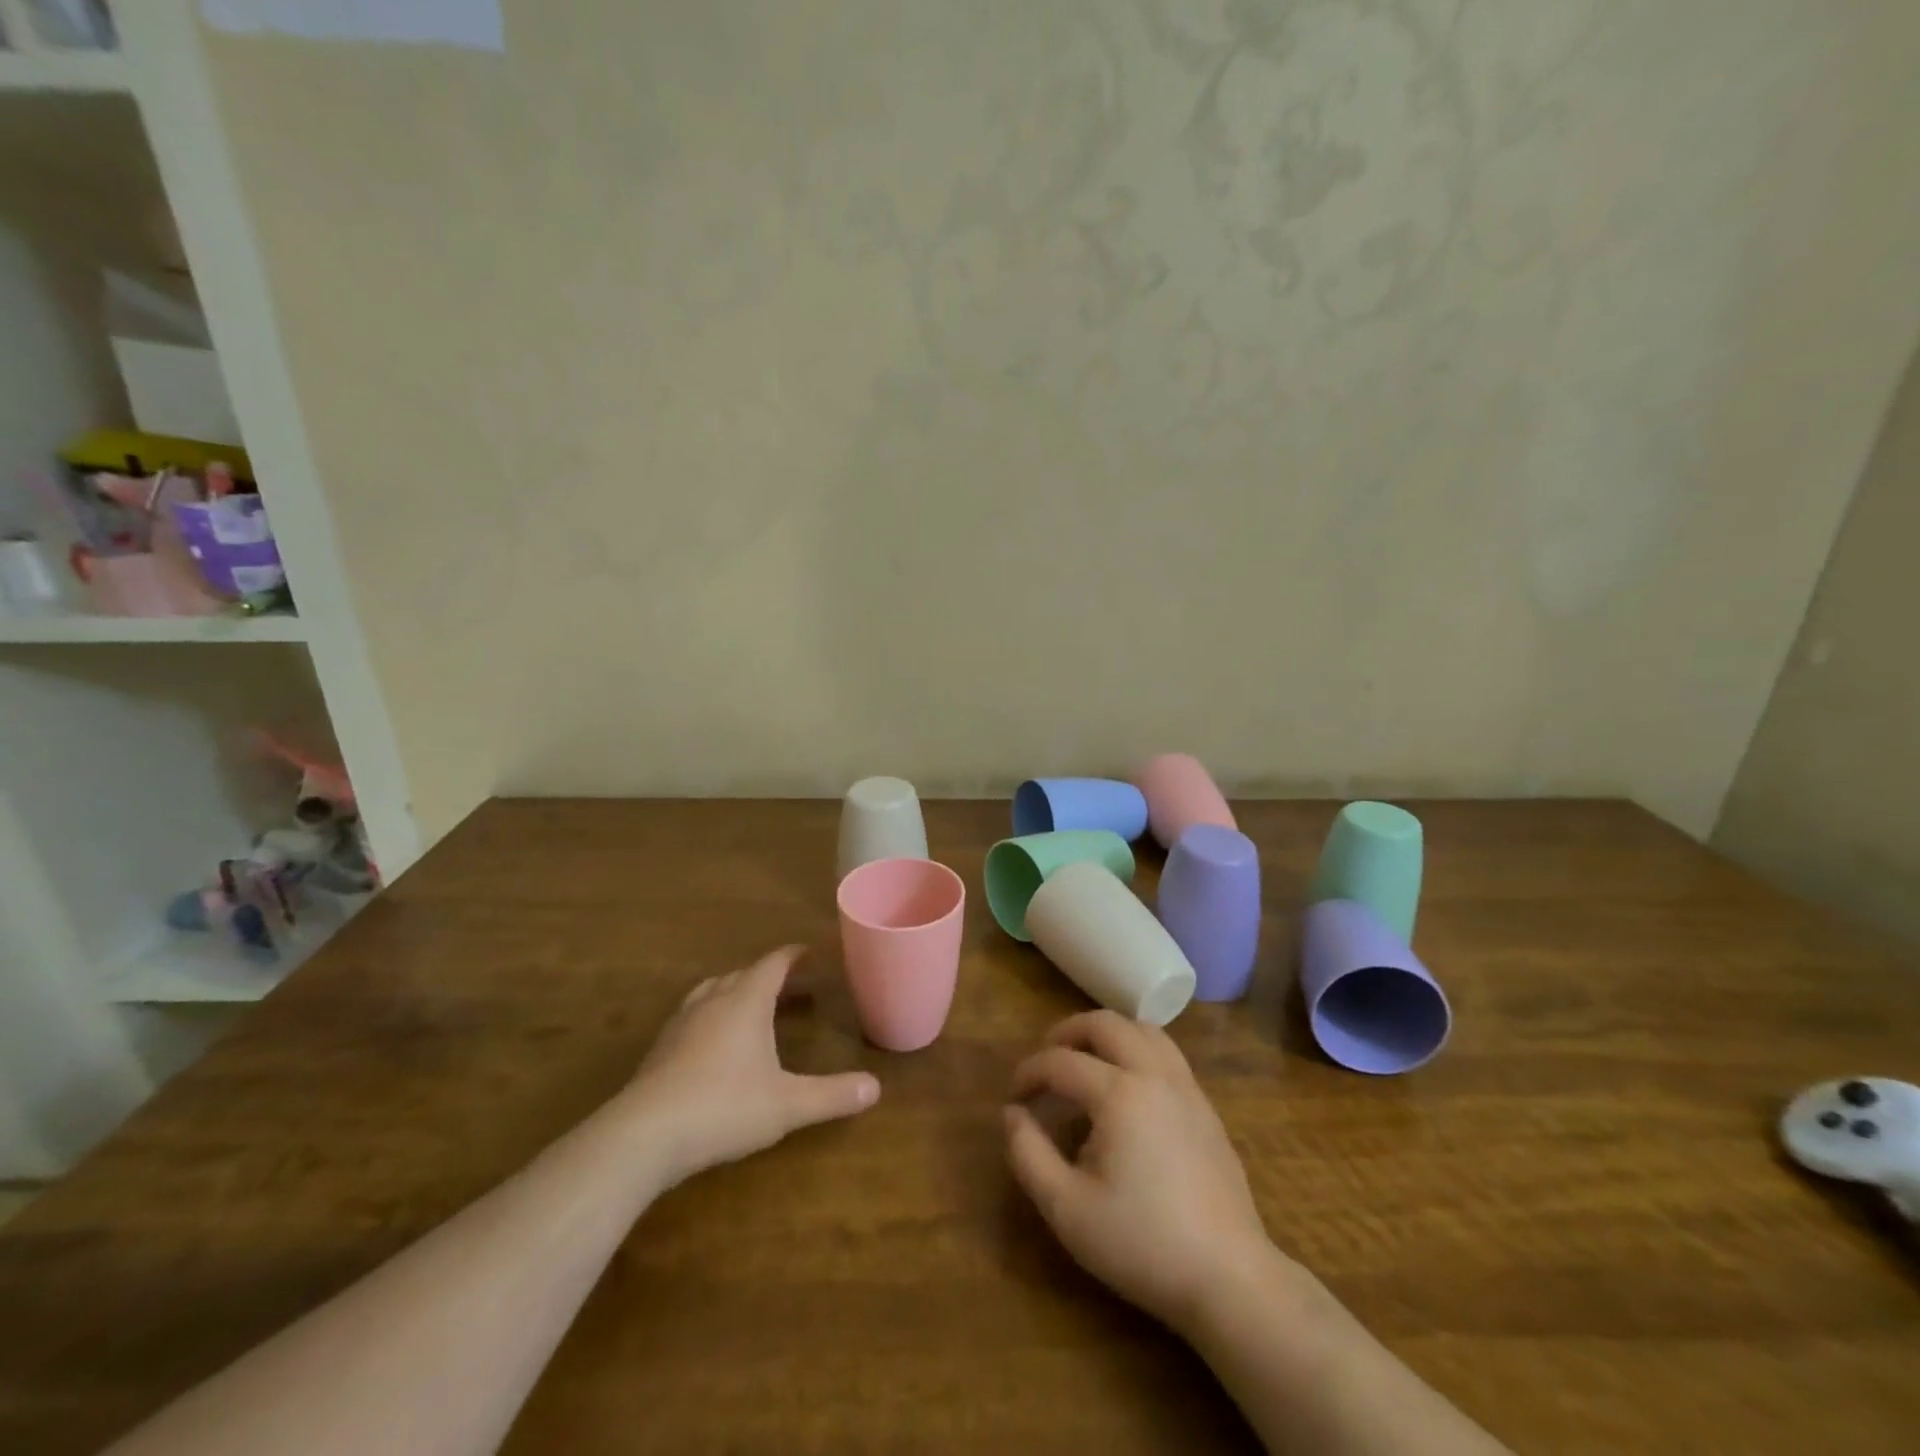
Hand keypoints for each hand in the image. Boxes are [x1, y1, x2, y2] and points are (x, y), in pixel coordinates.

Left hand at [629, 945, 879, 1183]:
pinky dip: (713, 1015)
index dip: (794, 955)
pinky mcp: (661, 1048)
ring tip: (755, 1007)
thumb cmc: (724, 1108)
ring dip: (738, 992)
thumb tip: (876, 1088)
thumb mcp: (787, 1104)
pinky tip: (716, 1043)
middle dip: (771, 976)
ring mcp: (682, 1022)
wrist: (644, 1135)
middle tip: (795, 987)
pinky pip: (694, 1015)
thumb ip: (832, 1095)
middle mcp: (713, 1000)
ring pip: (714, 991)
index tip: (811, 952)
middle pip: (745, 974)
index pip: (774, 963)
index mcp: (746, 1000)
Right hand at [1005, 1010, 1281, 1334]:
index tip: (1015, 1097)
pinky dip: (1137, 1049)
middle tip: (1047, 1060)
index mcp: (1120, 1093)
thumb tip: (1012, 1114)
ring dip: (1108, 1033)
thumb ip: (1029, 1154)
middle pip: (1106, 1024)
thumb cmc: (1142, 1244)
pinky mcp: (1206, 1107)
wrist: (1229, 1278)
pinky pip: (1167, 1053)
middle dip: (1068, 1032)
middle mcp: (1155, 1075)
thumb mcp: (1067, 1209)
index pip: (1062, 1062)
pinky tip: (1127, 1086)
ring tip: (1086, 1060)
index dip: (1030, 1072)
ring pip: (1144, 1030)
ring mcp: (1187, 1087)